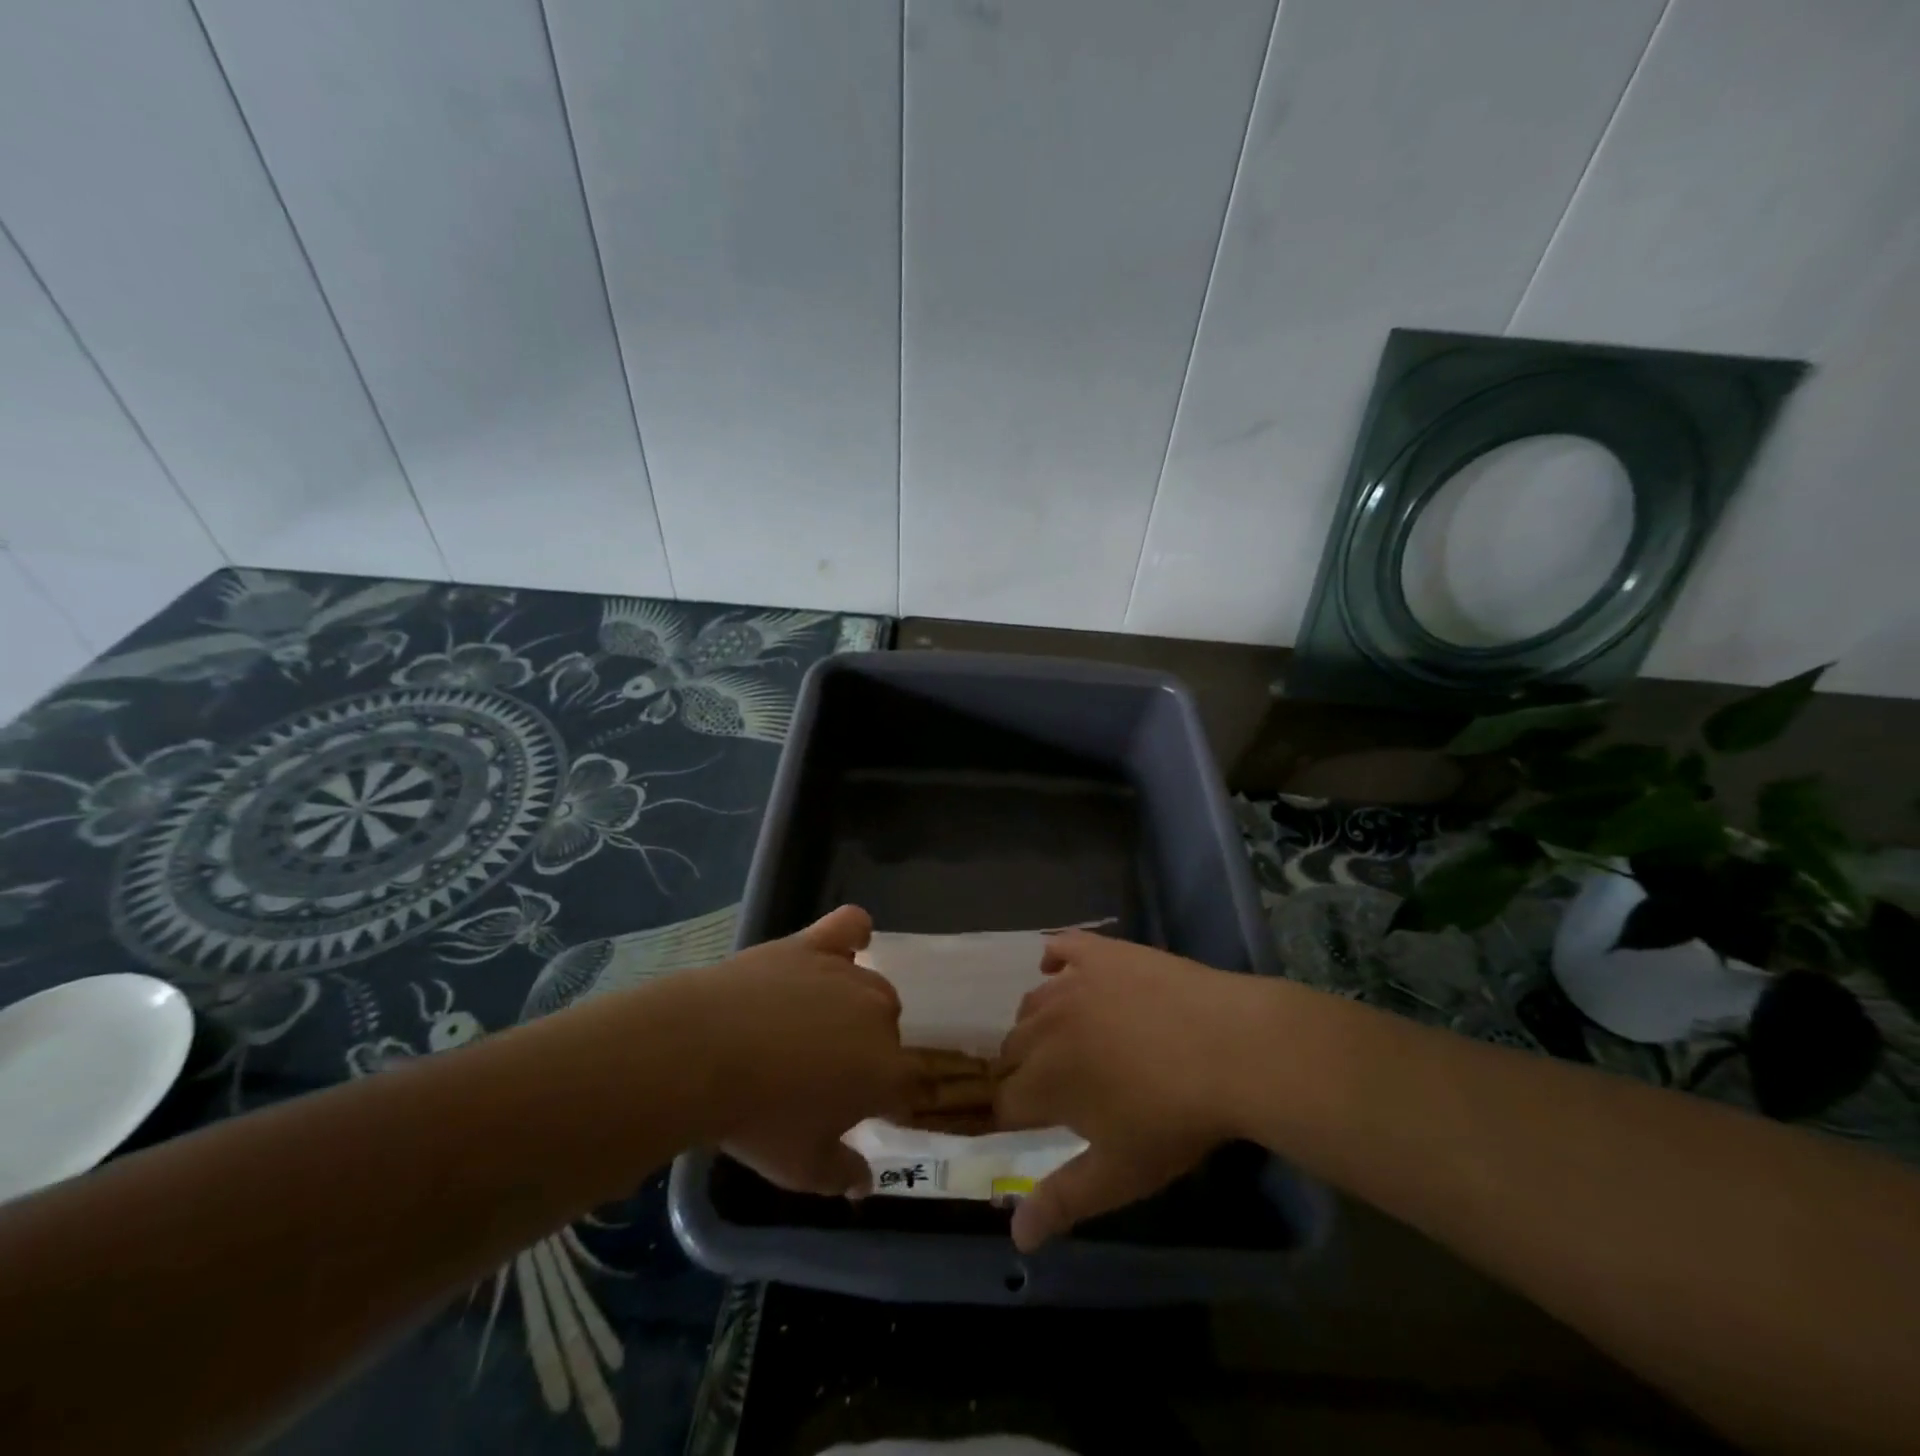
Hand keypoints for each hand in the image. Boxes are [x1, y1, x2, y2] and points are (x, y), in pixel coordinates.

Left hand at [673, 905, 916, 1196]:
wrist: (701, 1054)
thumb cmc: (757, 1118)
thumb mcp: (800, 1167)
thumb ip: (842, 1175)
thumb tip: (864, 1184)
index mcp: (886, 1070)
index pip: (912, 1084)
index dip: (894, 1099)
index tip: (870, 1110)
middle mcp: (879, 1015)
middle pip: (889, 1033)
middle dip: (867, 1054)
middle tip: (824, 1076)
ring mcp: (847, 974)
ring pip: (872, 988)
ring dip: (855, 1009)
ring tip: (812, 1028)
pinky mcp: (813, 945)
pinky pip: (849, 927)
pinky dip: (854, 935)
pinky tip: (848, 946)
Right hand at [994, 932, 1266, 1251]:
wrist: (1231, 1048)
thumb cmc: (1175, 1118)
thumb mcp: (1120, 1172)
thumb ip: (1063, 1200)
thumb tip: (1016, 1237)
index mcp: (1043, 1081)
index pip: (1005, 1101)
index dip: (1015, 1116)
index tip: (1034, 1124)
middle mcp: (1044, 1026)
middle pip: (1011, 1049)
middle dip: (1024, 1071)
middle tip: (1058, 1086)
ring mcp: (1072, 982)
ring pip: (1032, 1003)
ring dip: (1038, 1024)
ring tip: (1067, 1040)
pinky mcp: (1101, 952)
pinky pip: (1061, 947)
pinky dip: (1055, 959)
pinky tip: (1063, 971)